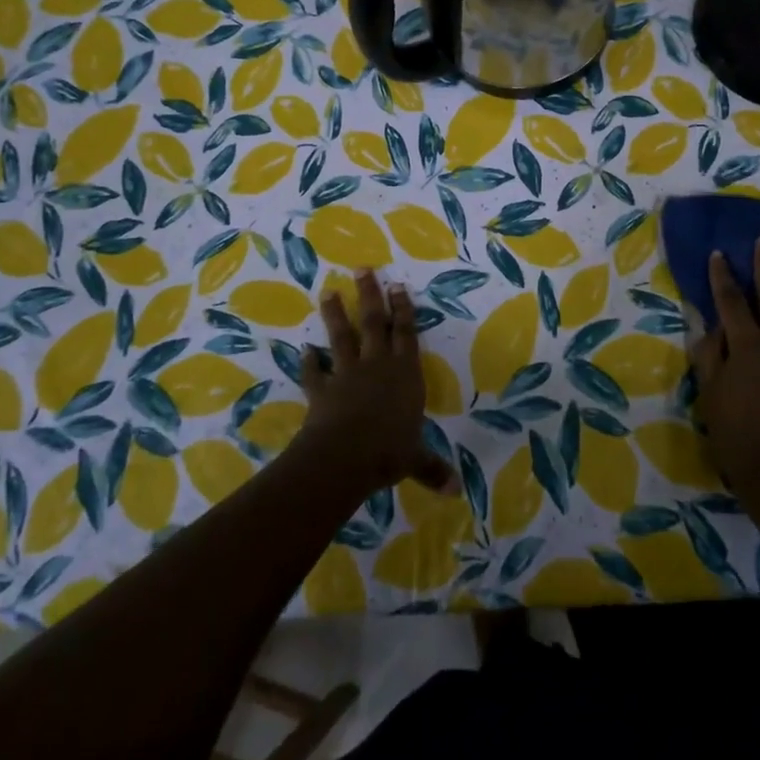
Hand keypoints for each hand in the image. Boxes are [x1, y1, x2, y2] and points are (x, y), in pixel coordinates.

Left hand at [298, 271, 456, 498]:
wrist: (345, 456)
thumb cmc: (389, 451)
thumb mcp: (415, 460)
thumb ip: (433, 469)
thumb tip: (456, 490)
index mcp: (405, 374)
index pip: (406, 334)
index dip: (403, 309)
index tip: (398, 285)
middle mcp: (377, 365)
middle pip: (374, 323)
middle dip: (369, 295)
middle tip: (362, 269)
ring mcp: (347, 374)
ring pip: (341, 337)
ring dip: (334, 315)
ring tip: (327, 291)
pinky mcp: (322, 389)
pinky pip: (314, 372)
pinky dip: (308, 362)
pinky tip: (303, 350)